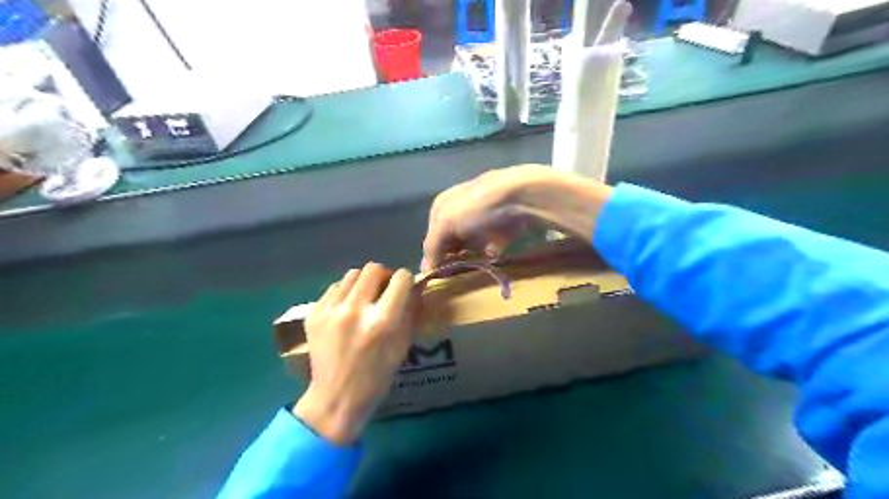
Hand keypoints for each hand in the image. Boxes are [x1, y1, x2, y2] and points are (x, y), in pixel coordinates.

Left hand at [294, 261, 414, 444]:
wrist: (336, 397)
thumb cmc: (377, 376)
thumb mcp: (403, 345)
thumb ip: (410, 312)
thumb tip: (414, 288)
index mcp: (383, 321)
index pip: (401, 278)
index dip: (406, 281)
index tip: (404, 290)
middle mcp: (356, 310)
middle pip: (374, 268)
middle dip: (383, 277)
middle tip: (383, 291)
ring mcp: (331, 310)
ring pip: (352, 274)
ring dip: (363, 283)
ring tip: (363, 300)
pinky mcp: (314, 313)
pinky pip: (334, 287)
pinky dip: (344, 294)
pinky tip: (346, 311)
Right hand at [421, 166, 615, 270]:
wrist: (522, 196)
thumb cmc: (477, 207)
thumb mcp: (446, 223)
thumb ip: (433, 246)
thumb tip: (425, 271)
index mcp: (442, 206)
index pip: (432, 237)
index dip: (434, 256)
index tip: (439, 276)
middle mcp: (460, 210)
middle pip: (452, 241)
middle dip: (454, 258)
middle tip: (456, 275)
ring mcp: (483, 218)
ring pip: (472, 245)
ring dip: (471, 257)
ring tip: (473, 269)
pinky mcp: (503, 226)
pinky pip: (492, 245)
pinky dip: (490, 253)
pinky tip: (492, 258)